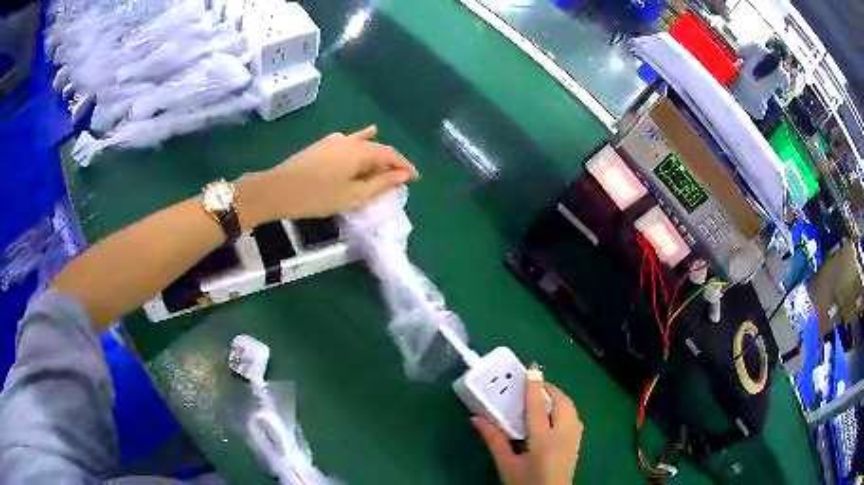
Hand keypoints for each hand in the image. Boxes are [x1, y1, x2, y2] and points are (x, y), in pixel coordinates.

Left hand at [237, 125, 418, 226]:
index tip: (416, 178)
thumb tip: (402, 176)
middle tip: (399, 176)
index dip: (405, 165)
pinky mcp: (320, 146)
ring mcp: (333, 141)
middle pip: (377, 148)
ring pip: (361, 143)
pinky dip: (358, 142)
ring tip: (385, 157)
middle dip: (391, 161)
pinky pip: (347, 141)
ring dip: (375, 151)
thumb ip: (379, 185)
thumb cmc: (316, 196)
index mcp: (360, 151)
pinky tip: (358, 140)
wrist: (276, 190)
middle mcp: (349, 141)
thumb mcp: (352, 196)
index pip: (390, 154)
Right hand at [472, 366, 582, 484]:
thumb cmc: (525, 483)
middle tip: (533, 385)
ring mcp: (574, 438)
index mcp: (543, 440)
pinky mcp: (578, 442)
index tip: (531, 368)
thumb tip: (475, 418)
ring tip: (542, 396)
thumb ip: (493, 440)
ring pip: (571, 408)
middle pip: (561, 402)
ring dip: (558, 397)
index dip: (534, 386)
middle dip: (549, 388)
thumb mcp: (506, 464)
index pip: (538, 406)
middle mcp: (563, 435)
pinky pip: (574, 416)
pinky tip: (552, 414)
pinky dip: (564, 407)